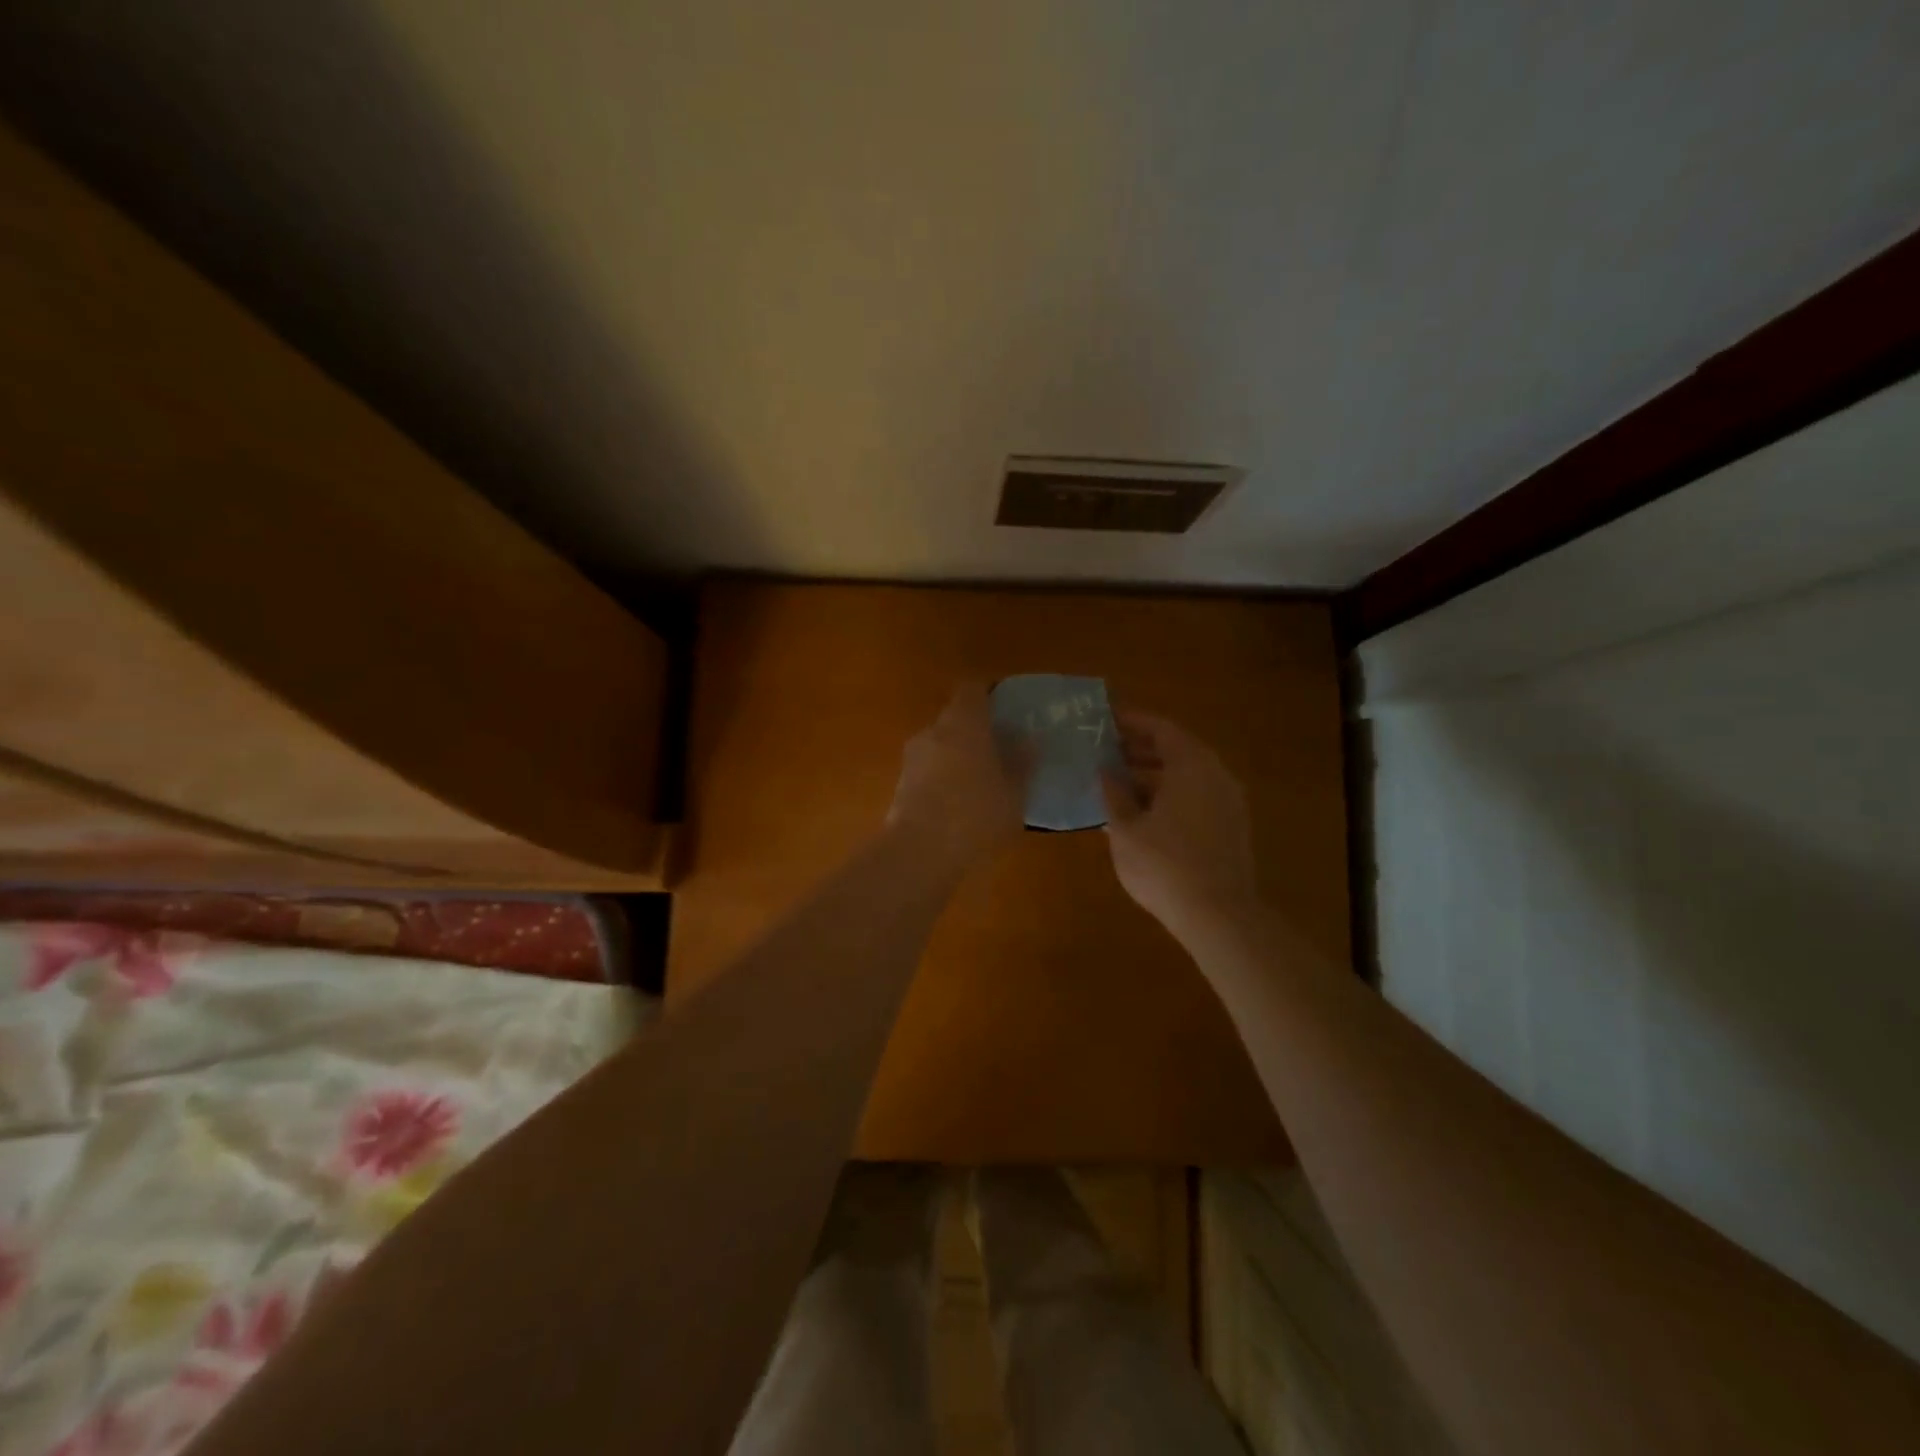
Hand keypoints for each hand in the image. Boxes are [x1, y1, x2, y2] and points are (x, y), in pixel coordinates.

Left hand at [886, 684, 1027, 867]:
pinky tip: (959, 805)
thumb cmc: (976, 815)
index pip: (973, 690)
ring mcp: (912, 758)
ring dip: (957, 757)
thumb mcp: (1014, 794)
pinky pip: (927, 771)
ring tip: (981, 782)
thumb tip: (1027, 742)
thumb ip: (1021, 764)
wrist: (919, 854)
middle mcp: (933, 732)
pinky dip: (942, 779)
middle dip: (975, 731)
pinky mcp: (900, 785)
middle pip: (955, 719)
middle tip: (1000, 751)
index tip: (1006, 711)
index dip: (988, 696)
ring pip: (940, 746)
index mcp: (963, 723)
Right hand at [1102, 710, 1258, 941]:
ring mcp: (1228, 802)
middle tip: (1106, 753)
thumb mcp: (1125, 829)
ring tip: (1117, 785)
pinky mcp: (1231, 828)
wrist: (1218, 915)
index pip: (1160, 729)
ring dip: (1153, 776)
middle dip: (1140, 750)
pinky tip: (1142, 814)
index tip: (1105, 722)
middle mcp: (1216, 775)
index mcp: (1191, 765)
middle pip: (1176, 750)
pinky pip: (1196, 797)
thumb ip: (1114, 794)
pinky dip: (1170, 796)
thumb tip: (1106, 772)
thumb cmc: (1164, 865)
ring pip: (1187, 777)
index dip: (1131, 723)